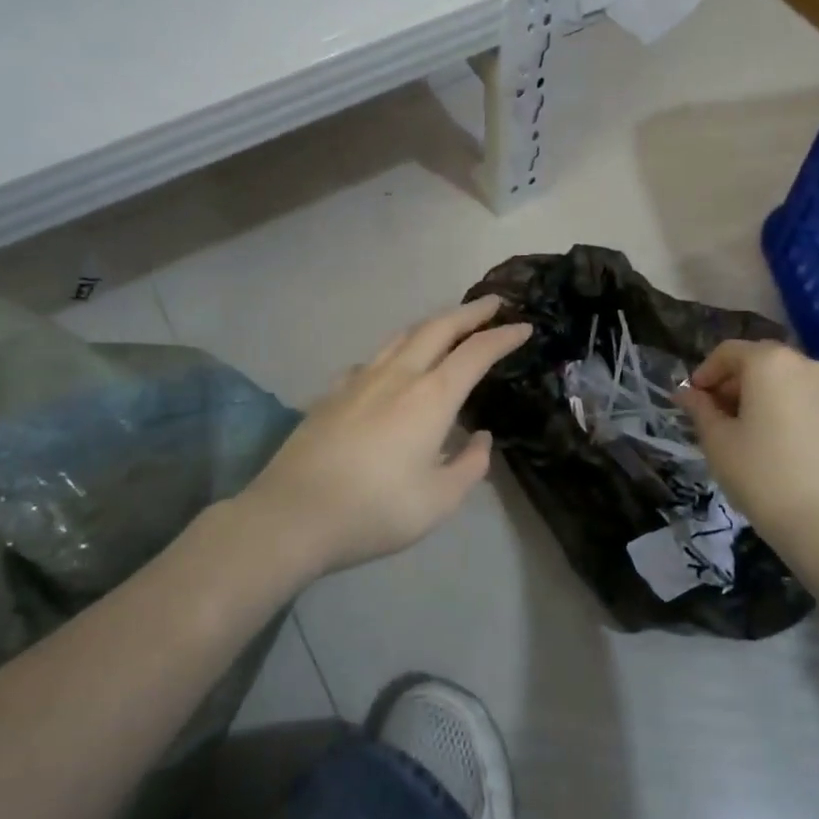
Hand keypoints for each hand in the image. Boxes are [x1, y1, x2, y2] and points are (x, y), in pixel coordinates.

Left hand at [237, 297, 530, 576]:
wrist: (293, 514)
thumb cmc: (375, 510)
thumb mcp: (439, 500)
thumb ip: (470, 465)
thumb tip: (479, 437)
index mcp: (431, 397)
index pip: (476, 353)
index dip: (504, 337)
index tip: (525, 327)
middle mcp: (398, 376)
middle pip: (438, 328)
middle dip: (470, 312)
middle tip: (493, 304)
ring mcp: (359, 379)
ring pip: (402, 336)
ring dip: (433, 324)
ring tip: (448, 325)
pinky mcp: (332, 393)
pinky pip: (372, 359)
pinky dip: (396, 351)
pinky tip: (392, 367)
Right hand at [678, 341, 818, 568]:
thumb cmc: (761, 474)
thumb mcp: (717, 440)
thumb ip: (699, 409)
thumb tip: (686, 393)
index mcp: (771, 362)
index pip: (729, 352)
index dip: (704, 373)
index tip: (690, 401)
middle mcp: (806, 366)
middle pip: (760, 362)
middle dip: (731, 383)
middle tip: (712, 416)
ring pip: (784, 381)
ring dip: (758, 396)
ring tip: (741, 432)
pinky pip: (805, 401)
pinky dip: (783, 409)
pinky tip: (772, 444)